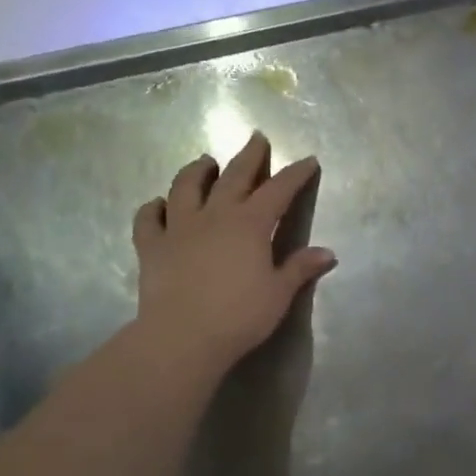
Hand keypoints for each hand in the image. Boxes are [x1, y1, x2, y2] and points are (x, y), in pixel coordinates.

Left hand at [130, 132, 336, 374]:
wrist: (181, 338)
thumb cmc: (239, 316)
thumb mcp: (278, 293)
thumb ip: (300, 268)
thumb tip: (328, 253)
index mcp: (250, 224)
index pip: (279, 190)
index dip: (295, 174)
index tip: (308, 160)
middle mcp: (215, 216)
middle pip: (234, 176)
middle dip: (249, 156)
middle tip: (256, 137)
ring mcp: (179, 228)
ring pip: (186, 187)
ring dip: (197, 171)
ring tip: (204, 161)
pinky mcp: (151, 247)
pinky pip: (148, 219)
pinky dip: (153, 207)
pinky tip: (158, 203)